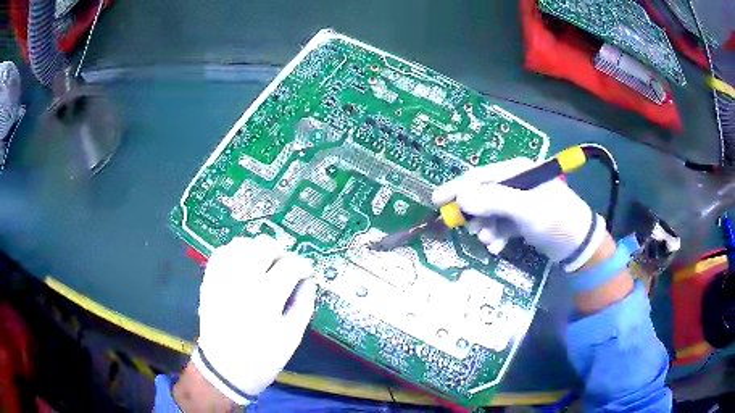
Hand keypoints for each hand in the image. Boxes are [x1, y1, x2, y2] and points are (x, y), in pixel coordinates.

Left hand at [191, 235, 316, 404]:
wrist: (225, 369)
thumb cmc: (263, 357)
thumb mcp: (292, 336)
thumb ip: (303, 304)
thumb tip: (308, 282)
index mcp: (266, 296)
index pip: (290, 265)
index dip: (303, 266)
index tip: (306, 273)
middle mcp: (243, 280)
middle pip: (264, 245)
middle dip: (281, 252)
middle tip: (285, 267)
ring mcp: (222, 278)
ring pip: (241, 243)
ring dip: (257, 249)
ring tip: (263, 264)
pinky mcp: (209, 281)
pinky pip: (221, 253)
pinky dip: (234, 252)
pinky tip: (241, 265)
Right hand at [432, 157, 605, 271]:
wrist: (578, 244)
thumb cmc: (554, 219)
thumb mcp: (525, 209)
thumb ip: (493, 201)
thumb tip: (460, 198)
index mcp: (517, 171)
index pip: (480, 176)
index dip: (457, 188)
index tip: (437, 202)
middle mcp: (516, 183)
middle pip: (483, 195)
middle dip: (474, 214)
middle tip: (469, 230)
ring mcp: (519, 202)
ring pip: (490, 212)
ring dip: (485, 228)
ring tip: (489, 242)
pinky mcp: (522, 219)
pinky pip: (500, 225)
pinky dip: (496, 235)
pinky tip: (498, 246)